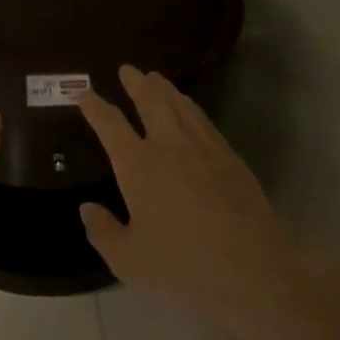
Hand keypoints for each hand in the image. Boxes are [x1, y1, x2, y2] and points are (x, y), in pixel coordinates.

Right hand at [79, 66, 320, 339]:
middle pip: (149, 100)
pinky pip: (203, 120)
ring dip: (164, 88)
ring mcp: (203, 147)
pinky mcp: (230, 157)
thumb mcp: (131, 261)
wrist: (256, 270)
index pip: (109, 124)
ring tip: (155, 78)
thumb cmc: (185, 266)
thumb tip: (87, 208)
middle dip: (135, 82)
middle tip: (126, 69)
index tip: (84, 93)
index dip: (94, 106)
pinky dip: (190, 107)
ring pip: (179, 104)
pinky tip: (190, 109)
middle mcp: (168, 144)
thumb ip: (104, 232)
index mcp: (137, 164)